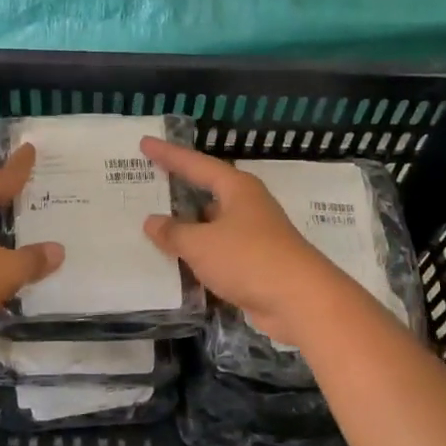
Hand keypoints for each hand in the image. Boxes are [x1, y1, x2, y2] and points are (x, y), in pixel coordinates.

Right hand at [139, 137, 350, 345]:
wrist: (301, 302)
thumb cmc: (249, 259)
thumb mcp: (202, 244)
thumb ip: (174, 232)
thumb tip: (152, 221)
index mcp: (237, 189)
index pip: (196, 164)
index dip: (169, 154)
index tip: (145, 144)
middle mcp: (247, 206)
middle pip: (208, 191)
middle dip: (180, 189)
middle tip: (149, 182)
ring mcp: (254, 236)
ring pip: (212, 225)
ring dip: (188, 227)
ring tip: (154, 226)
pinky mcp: (255, 264)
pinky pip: (218, 253)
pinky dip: (199, 255)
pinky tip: (177, 263)